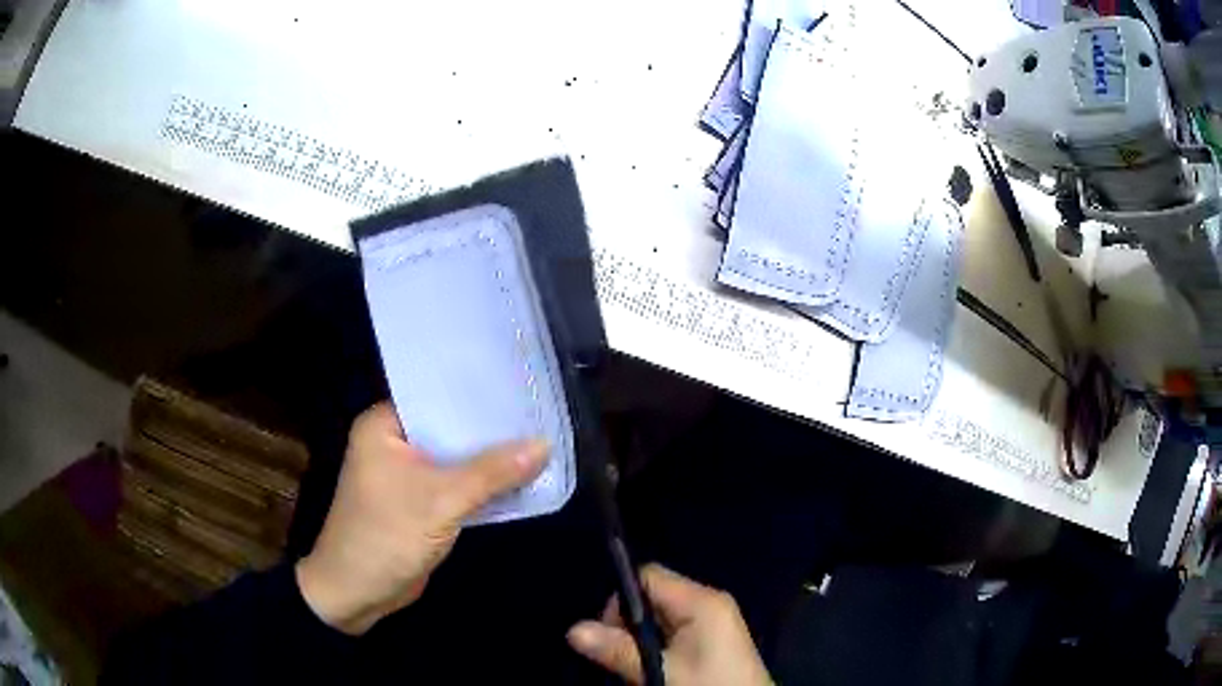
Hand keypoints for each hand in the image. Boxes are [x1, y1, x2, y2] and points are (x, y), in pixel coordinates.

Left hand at [296, 403, 546, 634]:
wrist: (357, 593)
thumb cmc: (387, 536)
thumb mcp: (442, 500)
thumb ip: (492, 473)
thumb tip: (545, 444)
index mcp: (384, 426)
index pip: (437, 396)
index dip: (480, 393)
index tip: (523, 387)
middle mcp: (393, 443)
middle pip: (450, 428)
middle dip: (491, 431)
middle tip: (541, 416)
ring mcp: (406, 475)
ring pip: (456, 459)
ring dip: (490, 462)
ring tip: (541, 443)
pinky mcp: (419, 503)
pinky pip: (456, 486)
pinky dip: (482, 486)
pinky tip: (520, 480)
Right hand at [567, 564, 771, 685]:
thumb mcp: (661, 672)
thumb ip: (618, 650)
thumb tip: (573, 630)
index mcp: (701, 600)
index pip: (648, 576)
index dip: (621, 598)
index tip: (607, 632)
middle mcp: (708, 601)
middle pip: (653, 595)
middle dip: (629, 622)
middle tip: (621, 655)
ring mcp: (714, 619)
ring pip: (661, 615)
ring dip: (642, 637)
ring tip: (639, 665)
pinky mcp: (714, 637)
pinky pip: (674, 629)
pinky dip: (658, 644)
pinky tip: (655, 666)